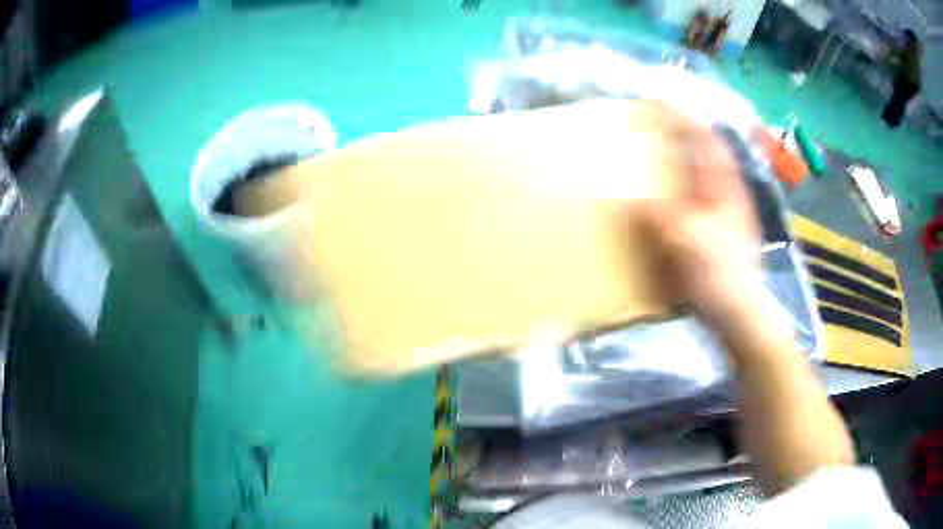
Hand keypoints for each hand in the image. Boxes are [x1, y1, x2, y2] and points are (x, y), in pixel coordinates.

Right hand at [635, 117, 763, 326]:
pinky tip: (678, 196)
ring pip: (709, 173)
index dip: (682, 117)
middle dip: (688, 132)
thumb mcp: (685, 242)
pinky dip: (690, 186)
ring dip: (690, 158)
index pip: (704, 140)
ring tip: (667, 152)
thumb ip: (659, 216)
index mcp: (725, 187)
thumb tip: (632, 199)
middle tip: (661, 123)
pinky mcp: (726, 231)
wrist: (741, 313)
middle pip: (709, 152)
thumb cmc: (718, 273)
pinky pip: (705, 196)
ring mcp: (731, 212)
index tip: (658, 99)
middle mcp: (731, 193)